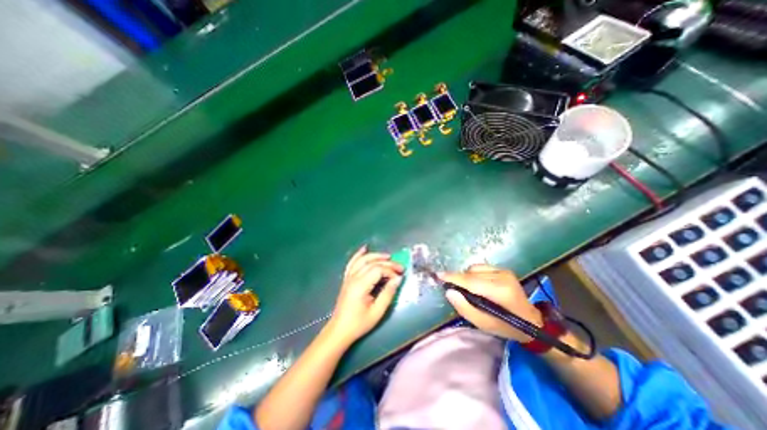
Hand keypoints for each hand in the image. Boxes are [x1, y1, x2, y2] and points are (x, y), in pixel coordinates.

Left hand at [324, 246, 403, 345]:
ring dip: (375, 256)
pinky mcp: (347, 279)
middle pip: (372, 263)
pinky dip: (358, 255)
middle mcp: (354, 277)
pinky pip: (352, 263)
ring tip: (388, 256)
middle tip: (400, 267)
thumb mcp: (377, 312)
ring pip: (362, 260)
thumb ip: (388, 294)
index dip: (391, 271)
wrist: (340, 330)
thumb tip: (397, 279)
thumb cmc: (359, 323)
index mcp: (360, 285)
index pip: (378, 270)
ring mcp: (349, 277)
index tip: (400, 277)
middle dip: (387, 263)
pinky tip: (364, 248)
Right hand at [440, 262, 540, 342]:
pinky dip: (474, 274)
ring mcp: (504, 271)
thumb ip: (464, 308)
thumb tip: (449, 291)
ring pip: (474, 269)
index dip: (453, 277)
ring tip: (469, 290)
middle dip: (459, 279)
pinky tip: (478, 285)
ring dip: (467, 277)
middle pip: (471, 274)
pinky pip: (480, 268)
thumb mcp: (484, 324)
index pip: (471, 281)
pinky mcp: (504, 269)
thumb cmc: (507, 327)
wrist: (533, 321)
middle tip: (455, 290)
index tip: (438, 275)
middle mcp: (502, 276)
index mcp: (500, 292)